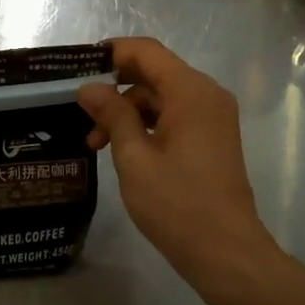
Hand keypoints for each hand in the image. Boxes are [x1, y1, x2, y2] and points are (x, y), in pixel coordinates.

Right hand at [79, 38, 275, 286]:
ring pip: (162, 97)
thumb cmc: (176, 203)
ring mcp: (214, 117)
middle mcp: (207, 94)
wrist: (226, 252)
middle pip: (154, 73)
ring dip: (128, 112)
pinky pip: (175, 115)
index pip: (146, 51)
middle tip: (81, 113)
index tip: (78, 68)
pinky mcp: (213, 137)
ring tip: (96, 143)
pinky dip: (148, 125)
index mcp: (190, 91)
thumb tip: (89, 87)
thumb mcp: (133, 157)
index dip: (112, 53)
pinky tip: (123, 149)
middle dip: (116, 89)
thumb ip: (112, 114)